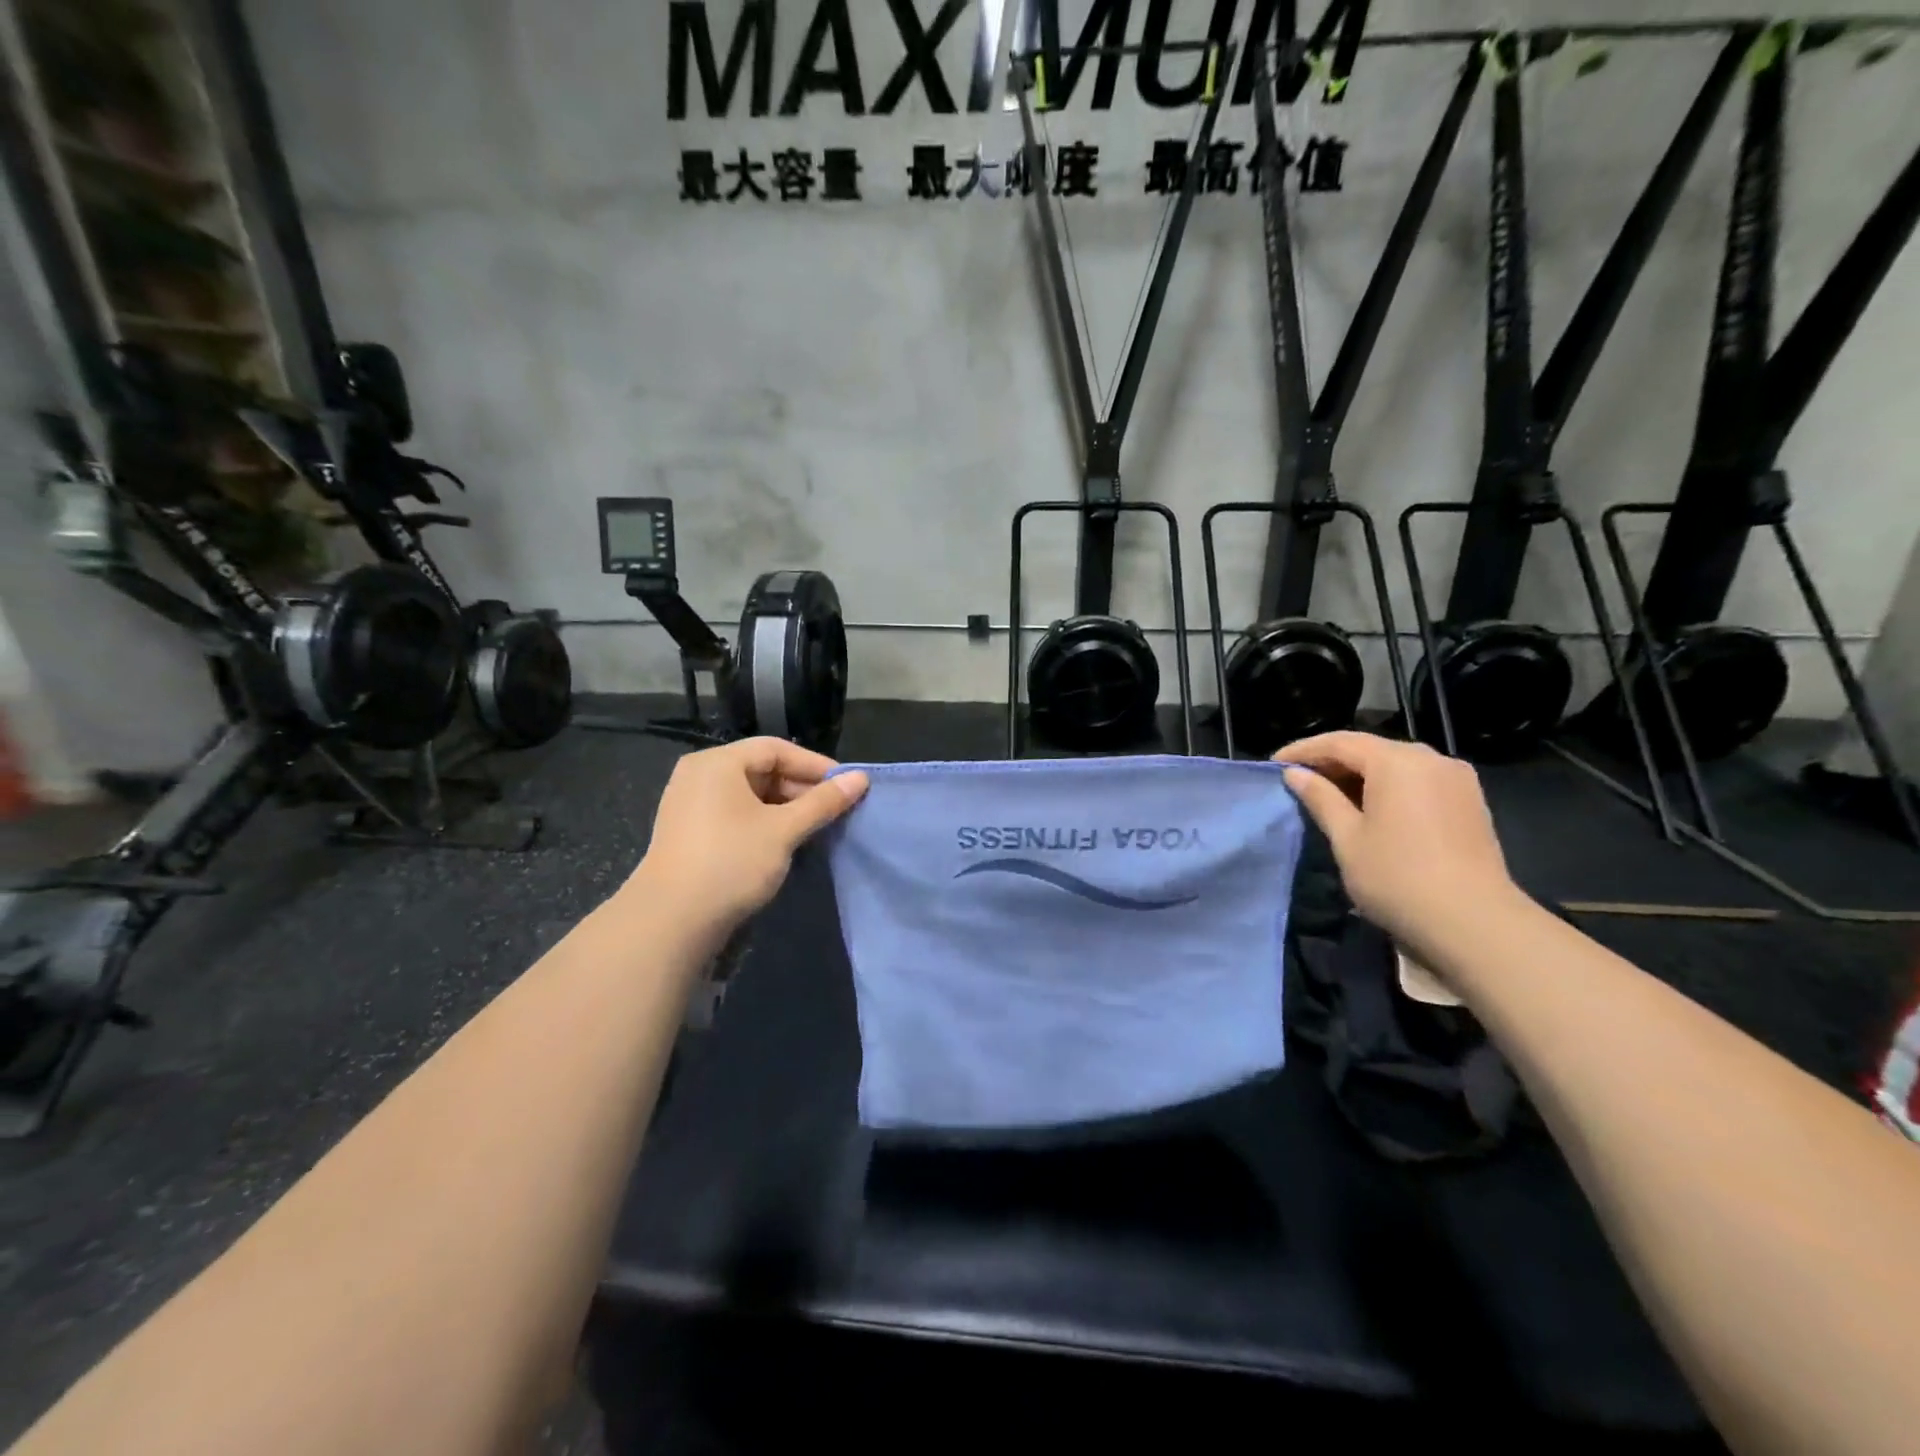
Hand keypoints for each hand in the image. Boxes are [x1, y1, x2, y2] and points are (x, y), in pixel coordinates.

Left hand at [625, 738, 868, 935]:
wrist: (670, 921)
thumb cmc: (731, 862)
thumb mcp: (784, 830)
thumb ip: (823, 802)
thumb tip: (861, 778)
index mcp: (718, 762)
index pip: (776, 749)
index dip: (815, 765)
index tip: (846, 786)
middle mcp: (699, 774)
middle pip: (761, 768)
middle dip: (800, 788)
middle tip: (834, 810)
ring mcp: (689, 803)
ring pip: (749, 793)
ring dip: (784, 807)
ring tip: (815, 827)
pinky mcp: (688, 830)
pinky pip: (734, 812)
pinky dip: (762, 821)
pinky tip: (784, 841)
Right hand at [1277, 732, 1520, 949]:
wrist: (1475, 923)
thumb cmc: (1398, 877)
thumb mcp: (1347, 838)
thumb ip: (1321, 798)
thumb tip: (1295, 774)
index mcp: (1397, 761)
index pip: (1340, 742)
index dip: (1303, 750)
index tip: (1274, 764)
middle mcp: (1431, 759)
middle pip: (1371, 749)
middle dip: (1332, 761)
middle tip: (1299, 779)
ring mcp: (1456, 779)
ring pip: (1397, 765)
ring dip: (1361, 775)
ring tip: (1330, 795)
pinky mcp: (1470, 802)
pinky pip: (1418, 781)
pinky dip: (1388, 787)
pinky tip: (1370, 808)